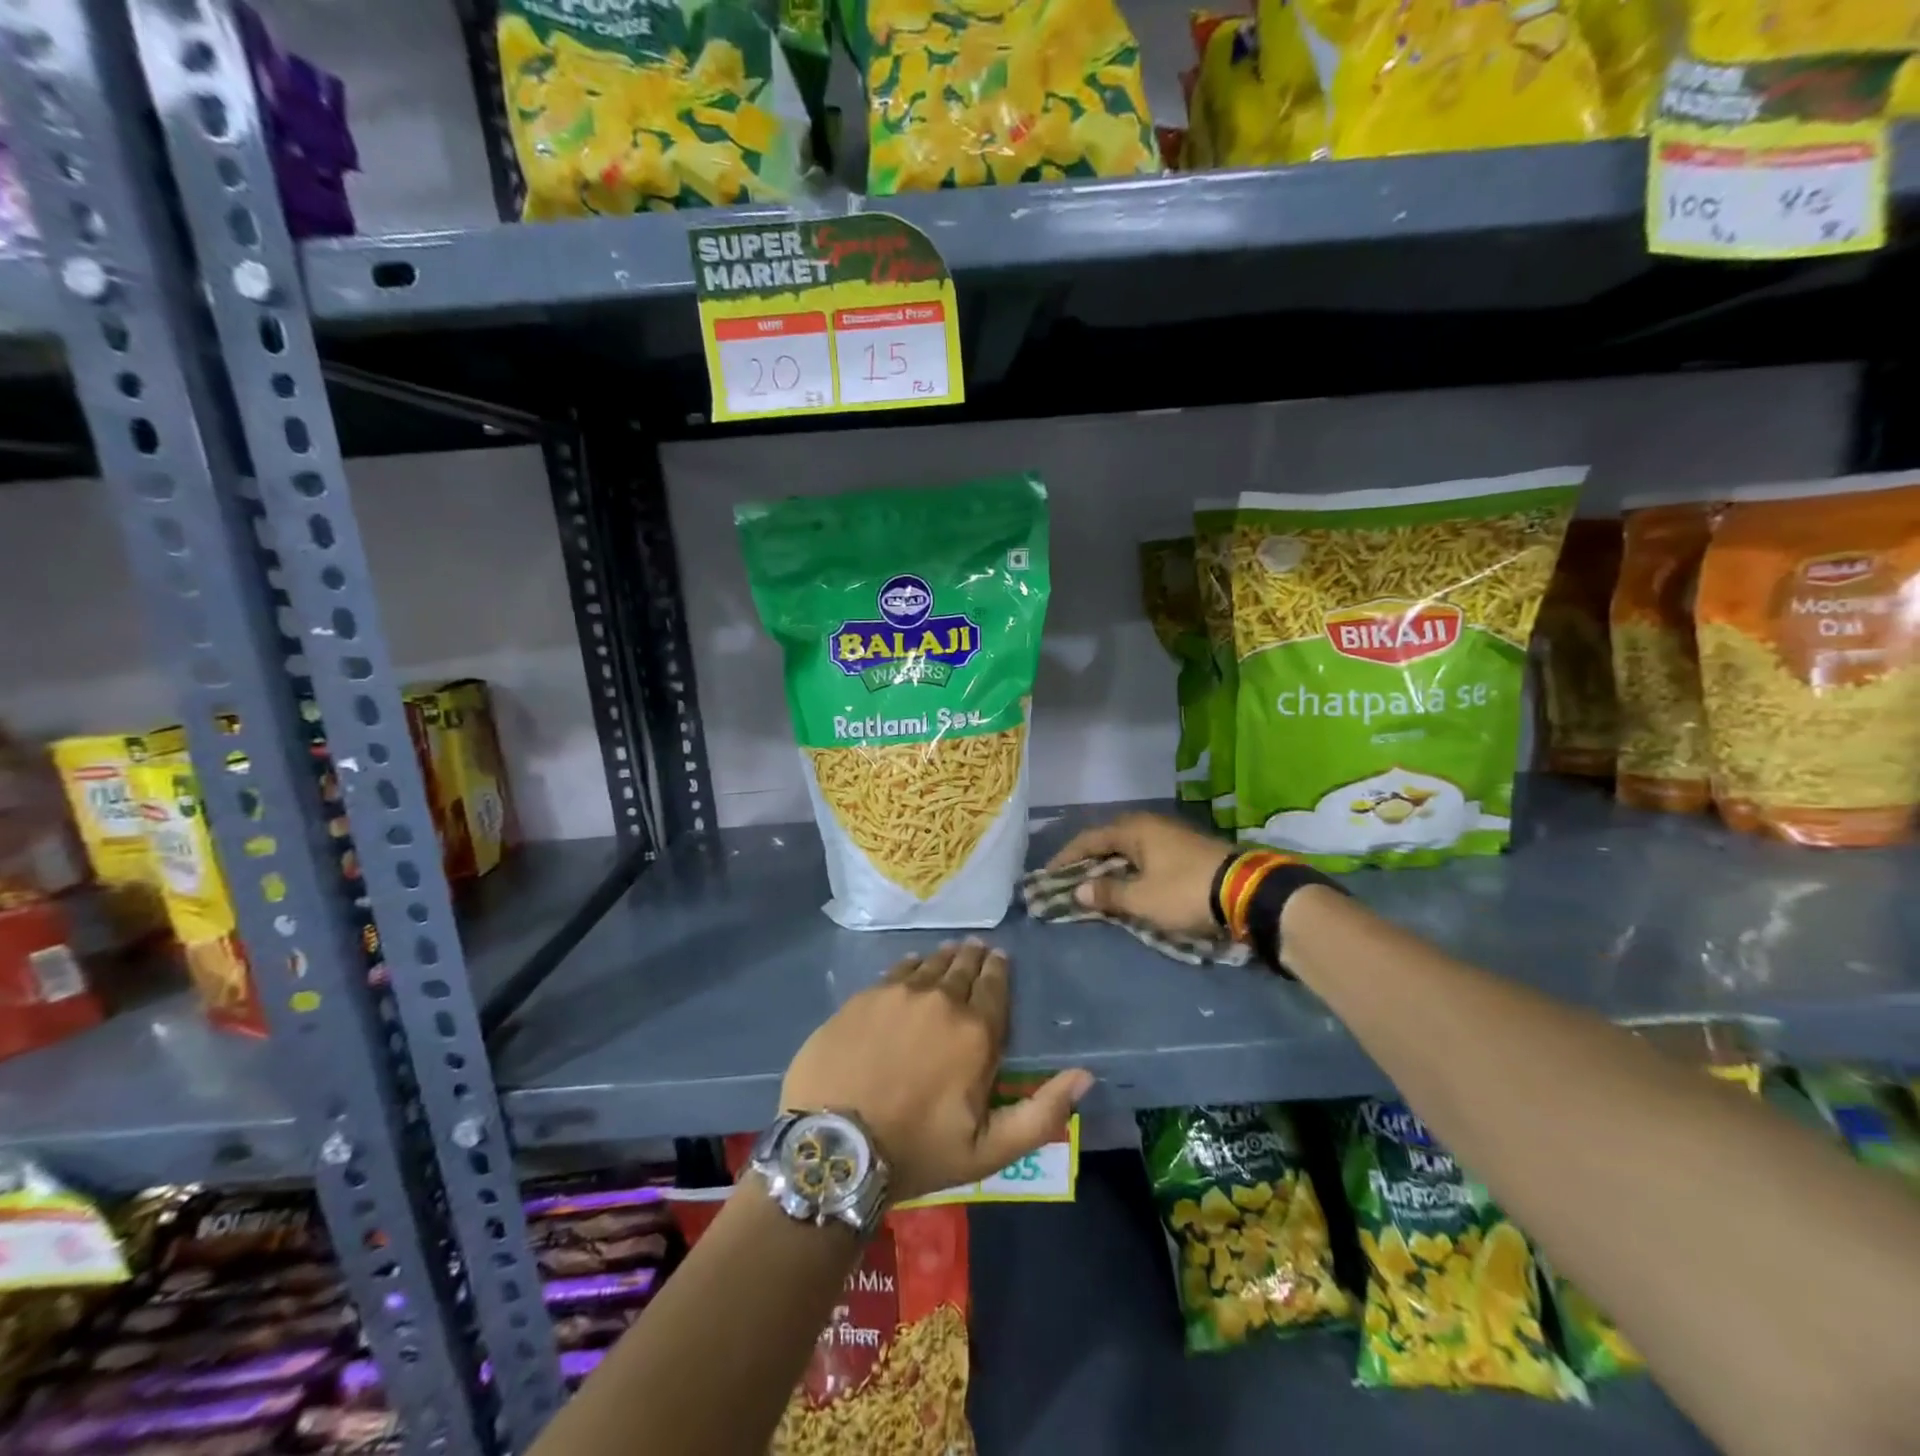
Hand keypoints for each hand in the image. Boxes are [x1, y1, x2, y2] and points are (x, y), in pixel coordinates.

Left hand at [780, 940, 1092, 1203]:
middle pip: (962, 968)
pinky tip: (912, 964)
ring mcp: (898, 994)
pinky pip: (895, 970)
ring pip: (929, 964)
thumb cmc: (917, 1152)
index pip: (994, 987)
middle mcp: (940, 1000)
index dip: (999, 970)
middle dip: (974, 958)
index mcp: (975, 1033)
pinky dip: (910, 965)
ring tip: (951, 953)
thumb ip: (1042, 1113)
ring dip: (944, 958)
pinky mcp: (863, 997)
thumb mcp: (989, 1151)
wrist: (833, 1148)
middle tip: (978, 949)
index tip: (1000, 958)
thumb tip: (1085, 1075)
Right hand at [1047, 812, 1233, 935]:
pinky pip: (1148, 857)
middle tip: (1070, 880)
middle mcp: (1151, 825)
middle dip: (1088, 861)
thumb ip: (1107, 894)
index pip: (1089, 839)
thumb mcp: (1141, 898)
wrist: (1248, 892)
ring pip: (1131, 849)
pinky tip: (1131, 885)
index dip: (1066, 857)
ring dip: (1112, 867)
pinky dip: (1133, 870)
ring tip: (1097, 885)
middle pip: (1110, 841)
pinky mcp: (1189, 851)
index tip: (1048, 874)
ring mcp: (1173, 836)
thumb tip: (1078, 891)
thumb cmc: (1185, 891)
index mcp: (1134, 829)